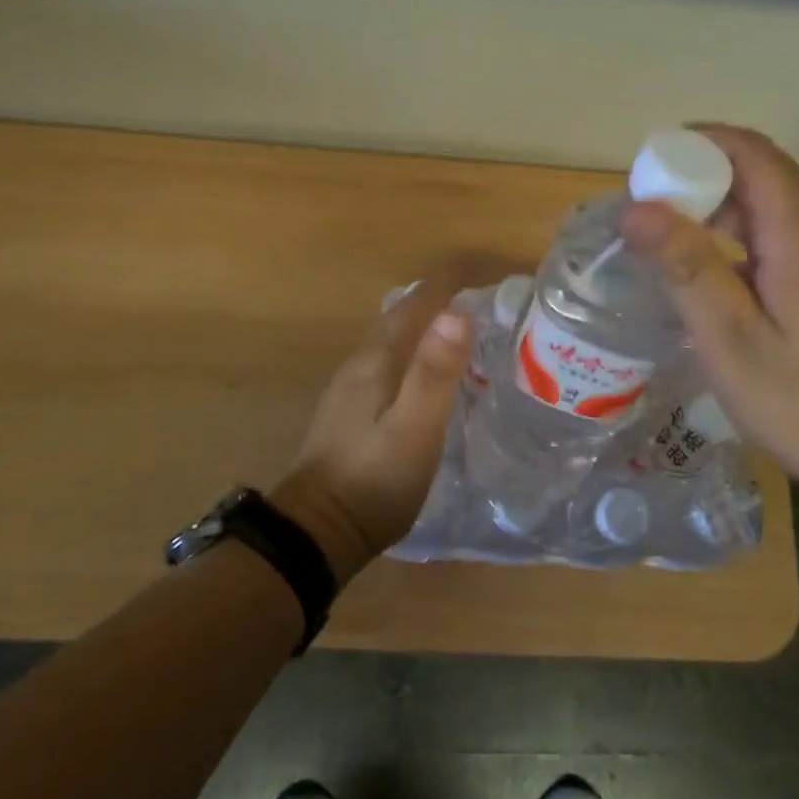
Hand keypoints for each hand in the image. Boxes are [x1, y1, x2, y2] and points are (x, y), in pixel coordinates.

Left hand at [271, 256, 515, 583]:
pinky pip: (386, 360)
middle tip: (476, 294)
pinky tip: (424, 370)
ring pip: (390, 338)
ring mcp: (350, 387)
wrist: (318, 530)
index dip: (446, 281)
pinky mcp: (349, 410)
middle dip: (435, 297)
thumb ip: (435, 372)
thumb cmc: (375, 481)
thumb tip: (457, 312)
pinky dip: (411, 349)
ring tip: (457, 325)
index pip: (416, 303)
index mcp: (378, 360)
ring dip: (422, 322)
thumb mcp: (415, 428)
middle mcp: (360, 363)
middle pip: (400, 315)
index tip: (480, 268)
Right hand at [621, 125, 798, 509]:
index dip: (695, 145)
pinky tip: (703, 275)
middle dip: (697, 175)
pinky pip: (774, 234)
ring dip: (712, 208)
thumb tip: (634, 208)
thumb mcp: (731, 339)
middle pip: (758, 172)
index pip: (750, 152)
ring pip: (765, 203)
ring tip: (660, 240)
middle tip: (641, 213)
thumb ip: (686, 267)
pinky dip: (732, 236)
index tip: (644, 171)